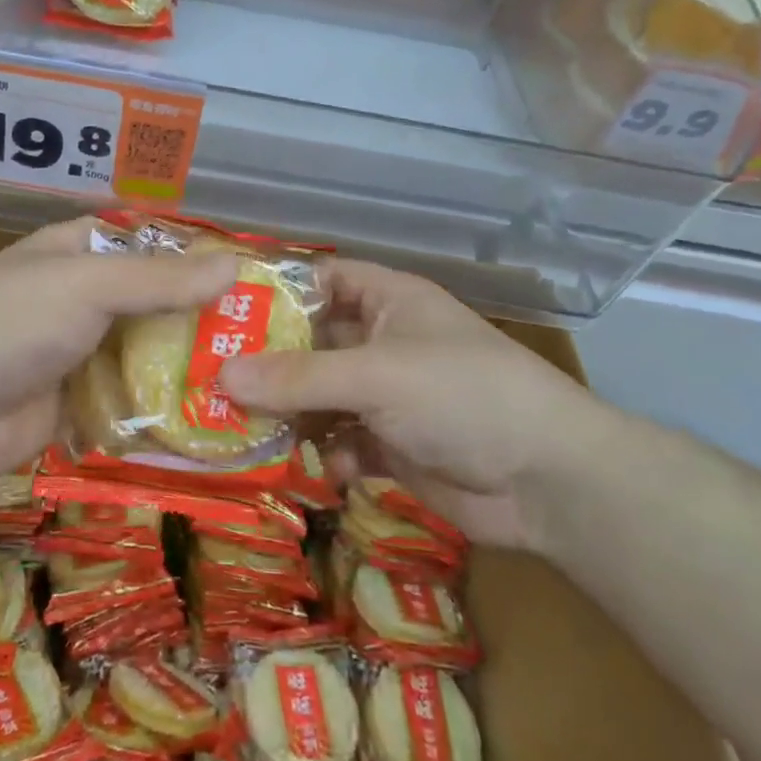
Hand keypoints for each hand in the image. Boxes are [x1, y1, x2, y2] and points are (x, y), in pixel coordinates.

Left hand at [0, 217, 238, 486]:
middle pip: (148, 306)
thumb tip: (234, 265)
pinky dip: (158, 416)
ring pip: (140, 360)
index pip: (141, 244)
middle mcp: (77, 303)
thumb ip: (159, 281)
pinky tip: (210, 427)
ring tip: (251, 384)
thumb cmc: (11, 320)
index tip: (245, 273)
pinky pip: (125, 408)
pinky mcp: (72, 411)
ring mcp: (74, 358)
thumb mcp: (88, 285)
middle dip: (196, 321)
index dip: (187, 254)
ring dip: (183, 372)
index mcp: (74, 256)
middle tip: (266, 339)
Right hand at [218, 259, 612, 548]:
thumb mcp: (375, 376)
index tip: (220, 311)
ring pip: (321, 396)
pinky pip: (342, 441)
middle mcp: (383, 340)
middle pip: (311, 342)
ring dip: (289, 413)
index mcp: (387, 300)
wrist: (550, 481)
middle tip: (210, 378)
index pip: (319, 279)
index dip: (274, 290)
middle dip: (268, 362)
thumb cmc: (462, 395)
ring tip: (241, 428)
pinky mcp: (393, 444)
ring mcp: (388, 395)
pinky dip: (326, 453)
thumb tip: (220, 375)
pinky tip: (317, 468)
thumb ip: (297, 378)